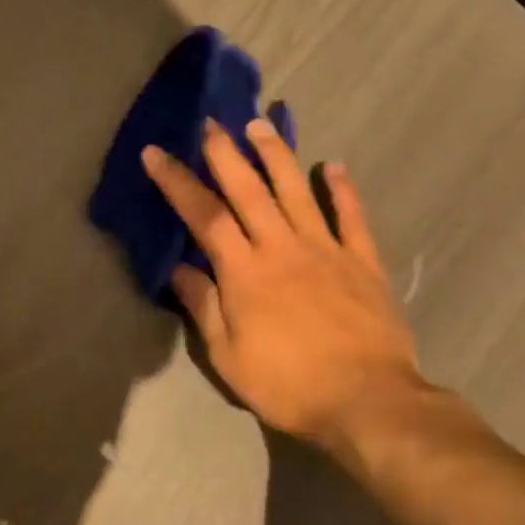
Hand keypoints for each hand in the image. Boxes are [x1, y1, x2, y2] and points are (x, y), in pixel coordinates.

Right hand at [142, 120, 426, 457]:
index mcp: (245, 271)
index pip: (204, 215)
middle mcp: (283, 247)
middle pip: (249, 190)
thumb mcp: (228, 356)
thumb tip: (179, 268)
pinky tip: (334, 167)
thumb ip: (204, 306)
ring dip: (277, 156)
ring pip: (297, 191)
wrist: (369, 402)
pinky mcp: (363, 263)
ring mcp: (327, 250)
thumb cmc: (288, 384)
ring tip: (262, 126)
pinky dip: (344, 190)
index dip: (177, 181)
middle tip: (211, 122)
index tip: (156, 153)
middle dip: (225, 153)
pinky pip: (352, 218)